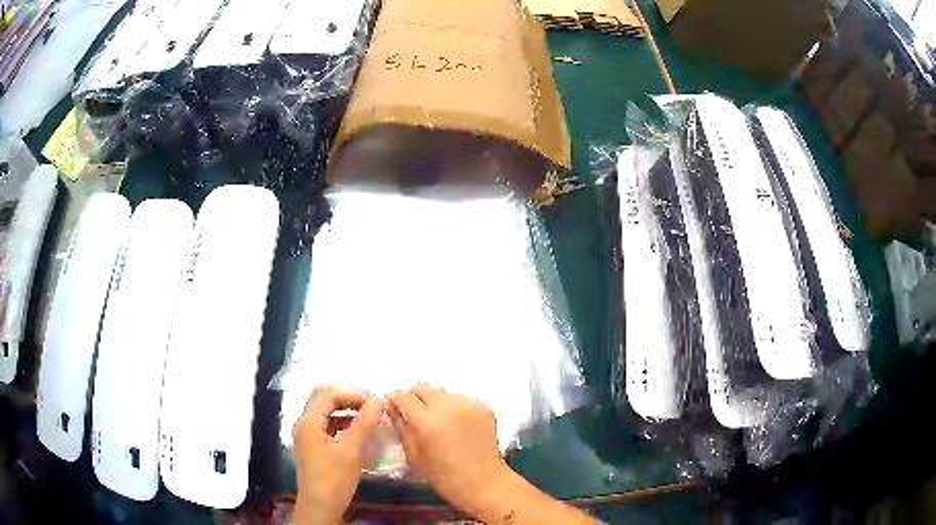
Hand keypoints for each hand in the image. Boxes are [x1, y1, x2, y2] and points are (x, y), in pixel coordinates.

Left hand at [292, 385, 383, 524]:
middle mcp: (304, 423)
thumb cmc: (334, 479)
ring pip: (324, 411)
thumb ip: (364, 423)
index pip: (328, 394)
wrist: (320, 507)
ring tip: (368, 416)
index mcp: (308, 422)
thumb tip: (378, 400)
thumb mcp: (351, 451)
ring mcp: (306, 435)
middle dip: (347, 398)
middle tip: (370, 406)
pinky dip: (342, 422)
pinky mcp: (312, 445)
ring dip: (345, 409)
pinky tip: (357, 430)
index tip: (375, 402)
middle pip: (323, 398)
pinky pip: (326, 424)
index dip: (352, 394)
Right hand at [387, 383, 511, 513]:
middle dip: (414, 397)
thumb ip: (401, 428)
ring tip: (439, 422)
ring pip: (443, 393)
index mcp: (427, 421)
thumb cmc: (444, 476)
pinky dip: (454, 408)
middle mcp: (448, 406)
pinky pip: (461, 400)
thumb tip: (393, 409)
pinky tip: (457, 426)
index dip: (394, 400)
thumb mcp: (414, 456)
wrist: (484, 482)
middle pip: (423, 387)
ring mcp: (468, 404)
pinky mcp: (484, 407)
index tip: (392, 406)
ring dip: (436, 402)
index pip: (403, 397)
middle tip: (414, 413)